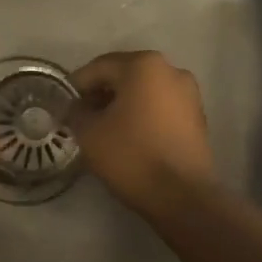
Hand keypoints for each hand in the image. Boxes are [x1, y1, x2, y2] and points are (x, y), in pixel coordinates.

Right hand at [68, 51, 217, 216]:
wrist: (183, 196)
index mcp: (143, 65)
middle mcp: (171, 70)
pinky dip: (142, 115)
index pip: (98, 67)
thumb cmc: (132, 155)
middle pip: (124, 75)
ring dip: (122, 104)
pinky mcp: (197, 117)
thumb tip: (75, 108)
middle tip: (81, 116)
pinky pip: (160, 106)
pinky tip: (129, 136)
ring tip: (104, 128)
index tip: (63, 106)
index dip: (76, 86)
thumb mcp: (89, 132)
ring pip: (144, 91)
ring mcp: (189, 93)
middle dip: (100, 93)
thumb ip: (75, 112)